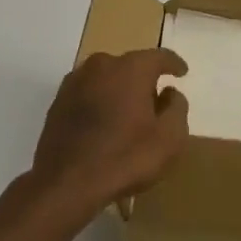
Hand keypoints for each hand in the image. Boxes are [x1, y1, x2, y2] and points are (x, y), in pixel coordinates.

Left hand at [30, 49, 189, 218]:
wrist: (64, 184)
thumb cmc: (124, 157)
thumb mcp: (169, 138)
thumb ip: (177, 108)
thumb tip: (169, 93)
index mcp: (131, 68)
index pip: (159, 56)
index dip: (174, 64)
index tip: (182, 72)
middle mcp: (101, 65)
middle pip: (130, 66)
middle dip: (144, 80)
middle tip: (155, 103)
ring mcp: (75, 82)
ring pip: (106, 79)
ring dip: (119, 91)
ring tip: (127, 115)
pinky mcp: (58, 102)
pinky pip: (88, 94)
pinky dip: (100, 103)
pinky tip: (104, 125)